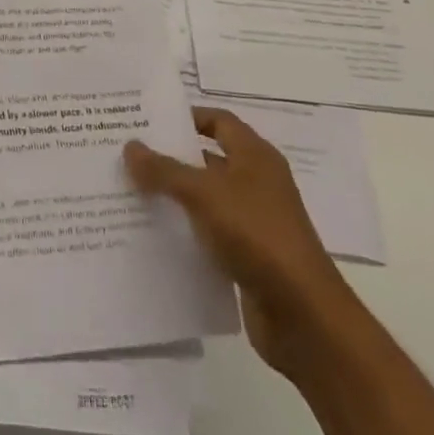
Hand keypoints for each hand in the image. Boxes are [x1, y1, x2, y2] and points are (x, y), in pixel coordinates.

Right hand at [124, 106, 354, 372]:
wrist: (304, 317)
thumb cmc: (257, 235)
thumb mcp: (205, 194)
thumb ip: (165, 170)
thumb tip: (130, 146)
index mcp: (255, 157)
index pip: (218, 121)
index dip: (187, 117)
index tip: (148, 121)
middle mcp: (257, 183)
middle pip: (208, 160)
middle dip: (171, 158)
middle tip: (129, 155)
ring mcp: (255, 222)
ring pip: (206, 199)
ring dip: (174, 198)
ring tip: (130, 193)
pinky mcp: (249, 258)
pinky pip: (209, 235)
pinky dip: (185, 233)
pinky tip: (152, 236)